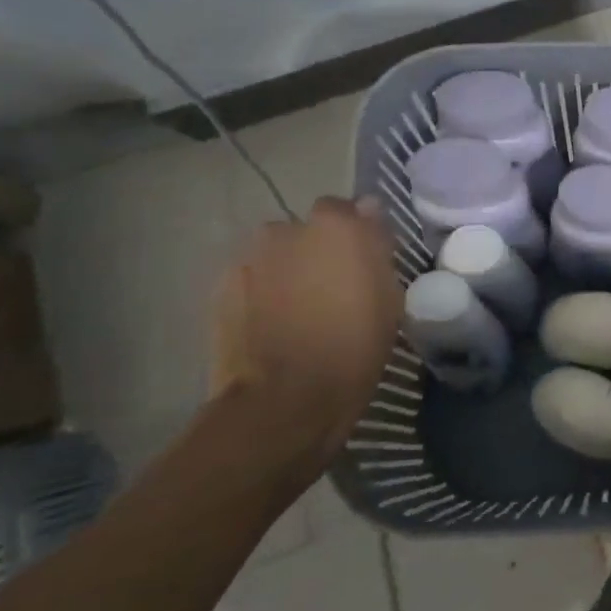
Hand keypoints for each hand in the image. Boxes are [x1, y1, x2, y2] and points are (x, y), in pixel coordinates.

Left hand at [214, 197, 403, 474]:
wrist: (283, 401)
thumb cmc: (353, 347)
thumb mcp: (389, 298)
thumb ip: (376, 246)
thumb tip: (368, 211)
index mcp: (336, 226)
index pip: (350, 209)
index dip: (357, 233)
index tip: (365, 260)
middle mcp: (288, 229)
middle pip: (309, 230)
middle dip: (320, 249)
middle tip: (333, 286)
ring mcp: (250, 258)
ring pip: (278, 254)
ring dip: (289, 269)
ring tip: (300, 308)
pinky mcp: (222, 288)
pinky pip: (253, 279)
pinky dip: (263, 292)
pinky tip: (273, 323)